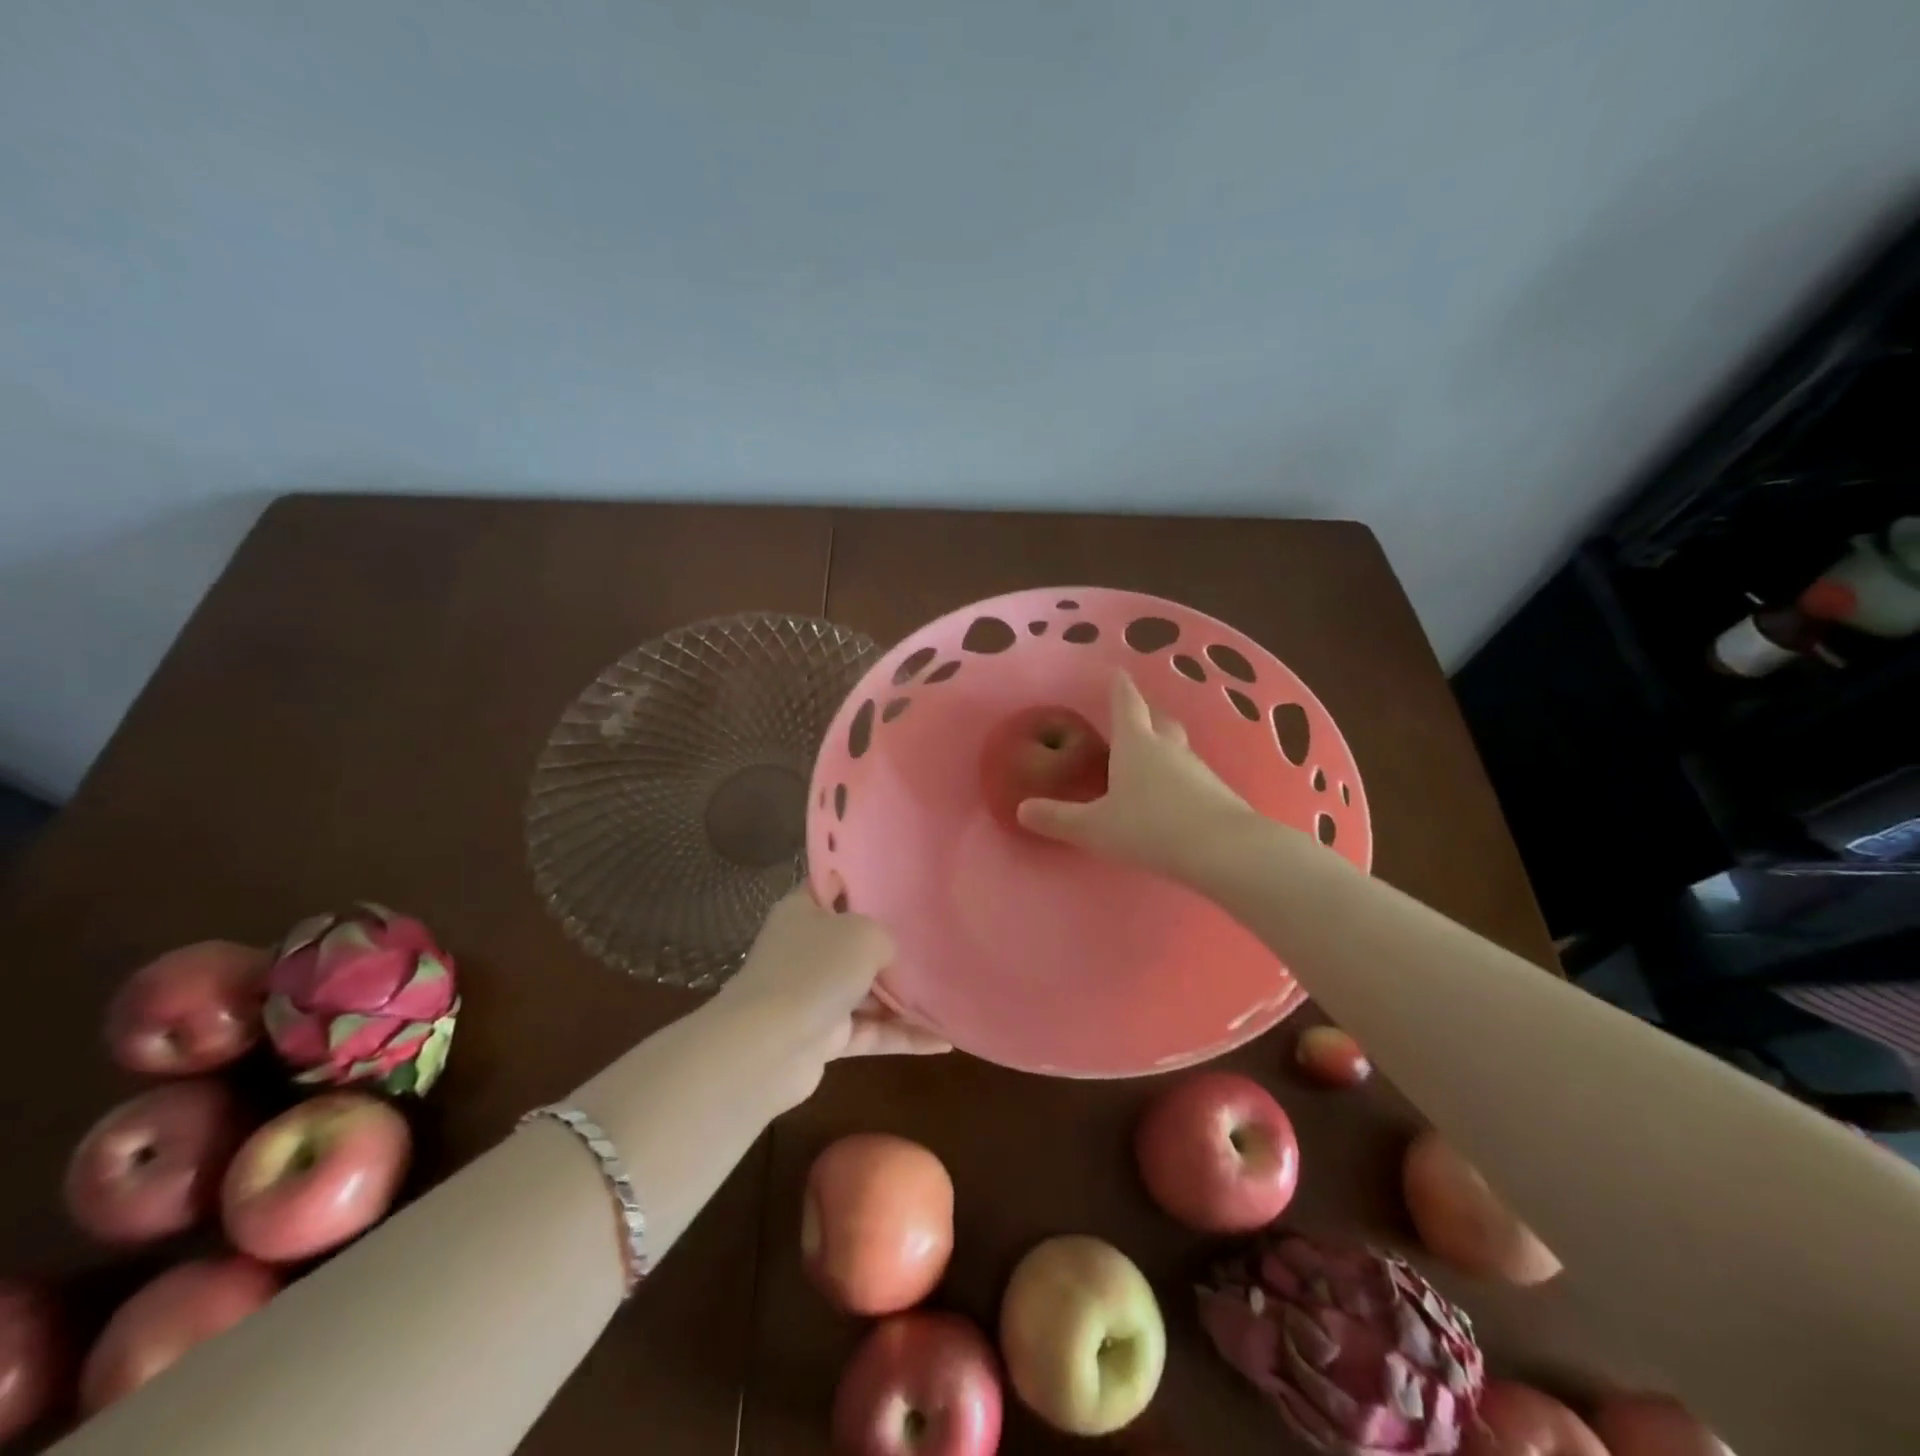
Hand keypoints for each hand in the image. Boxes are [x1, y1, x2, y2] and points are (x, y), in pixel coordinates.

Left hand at [718, 892, 948, 1100]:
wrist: (768, 1048)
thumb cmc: (815, 970)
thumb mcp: (864, 934)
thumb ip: (884, 937)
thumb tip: (887, 957)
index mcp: (803, 911)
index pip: (833, 885)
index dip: (862, 879)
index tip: (900, 879)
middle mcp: (805, 949)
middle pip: (853, 941)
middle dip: (891, 945)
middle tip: (937, 937)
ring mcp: (813, 995)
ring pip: (866, 991)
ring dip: (903, 997)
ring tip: (949, 993)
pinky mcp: (823, 1038)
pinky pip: (870, 1032)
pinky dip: (902, 1035)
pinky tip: (943, 1040)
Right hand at [1017, 670, 1256, 877]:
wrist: (1223, 851)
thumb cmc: (1150, 828)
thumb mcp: (1095, 827)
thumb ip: (1059, 818)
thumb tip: (1022, 809)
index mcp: (1136, 744)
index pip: (1126, 704)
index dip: (1119, 687)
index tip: (1117, 671)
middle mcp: (1168, 748)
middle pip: (1158, 719)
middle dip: (1145, 713)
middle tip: (1134, 714)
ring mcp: (1197, 769)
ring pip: (1176, 747)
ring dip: (1163, 746)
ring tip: (1148, 758)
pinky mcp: (1216, 792)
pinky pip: (1190, 775)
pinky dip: (1177, 776)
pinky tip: (1171, 796)